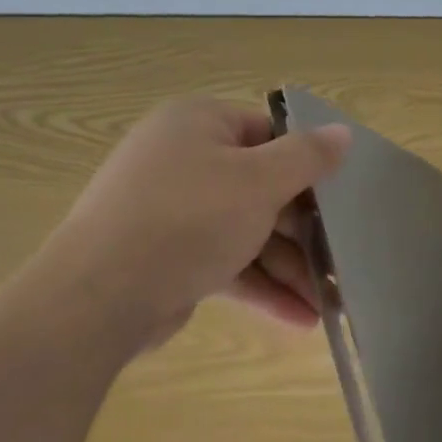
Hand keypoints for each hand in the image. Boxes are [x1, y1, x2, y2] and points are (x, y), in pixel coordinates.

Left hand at [29, 98, 349, 349]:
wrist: (99, 296)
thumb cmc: (189, 219)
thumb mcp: (259, 182)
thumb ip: (307, 157)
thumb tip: (343, 132)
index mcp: (198, 124)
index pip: (268, 132)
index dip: (307, 164)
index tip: (340, 198)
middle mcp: (182, 159)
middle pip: (260, 186)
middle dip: (303, 230)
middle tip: (340, 259)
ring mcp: (172, 210)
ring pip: (245, 230)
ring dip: (287, 266)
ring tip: (329, 302)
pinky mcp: (168, 255)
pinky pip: (225, 261)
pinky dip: (259, 286)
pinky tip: (299, 318)